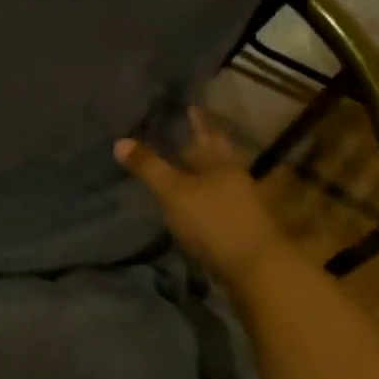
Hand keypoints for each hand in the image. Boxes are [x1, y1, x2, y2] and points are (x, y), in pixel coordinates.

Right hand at [115, 107, 285, 285]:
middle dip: (200, 147)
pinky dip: (204, 199)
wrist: (258, 271)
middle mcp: (235, 179)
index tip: (191, 107)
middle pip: (216, 158)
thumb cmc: (214, 222)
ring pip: (218, 182)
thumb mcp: (174, 193)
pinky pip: (218, 205)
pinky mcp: (241, 230)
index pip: (207, 134)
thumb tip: (119, 141)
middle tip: (184, 136)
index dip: (198, 122)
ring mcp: (242, 206)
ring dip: (202, 175)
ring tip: (183, 169)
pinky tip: (193, 204)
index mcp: (222, 163)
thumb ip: (148, 167)